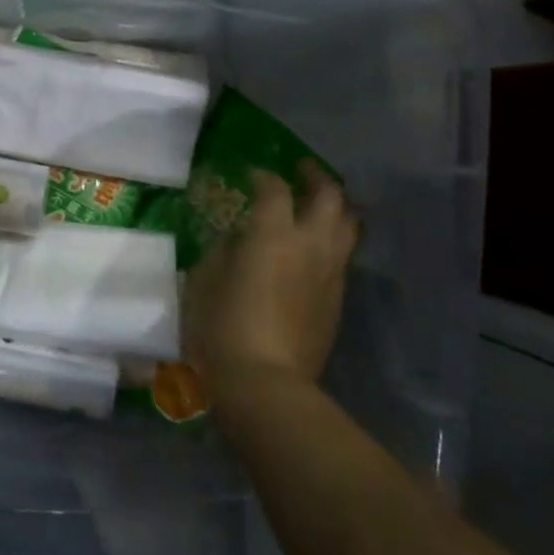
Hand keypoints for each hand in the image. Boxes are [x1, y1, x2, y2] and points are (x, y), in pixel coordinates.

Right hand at [186, 162, 358, 399]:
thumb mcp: (205, 279)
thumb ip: (224, 250)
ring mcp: (330, 273)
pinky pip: (343, 256)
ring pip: (348, 224)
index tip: (252, 174)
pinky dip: (333, 239)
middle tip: (301, 170)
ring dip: (335, 206)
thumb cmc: (222, 327)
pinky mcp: (338, 300)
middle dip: (315, 176)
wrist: (265, 384)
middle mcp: (310, 245)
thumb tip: (239, 240)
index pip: (274, 189)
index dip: (263, 176)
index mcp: (273, 234)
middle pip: (329, 195)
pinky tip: (315, 247)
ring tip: (318, 203)